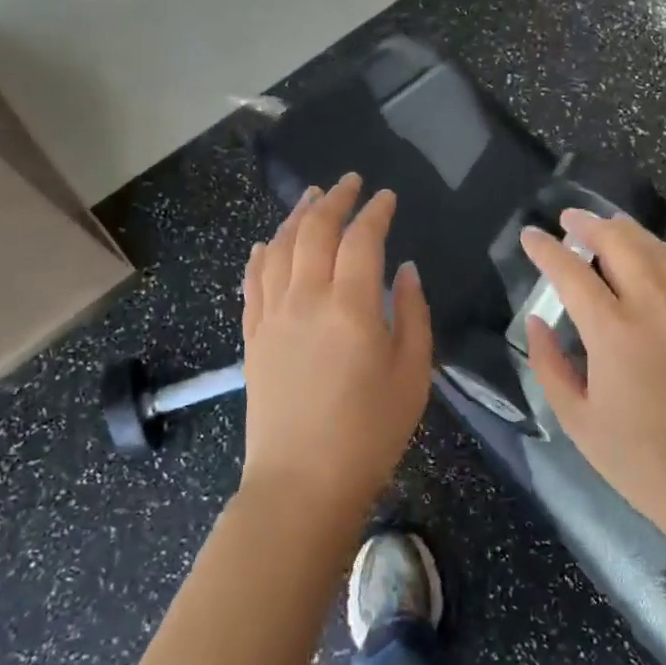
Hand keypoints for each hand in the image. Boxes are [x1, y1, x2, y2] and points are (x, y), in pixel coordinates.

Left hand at [239, 173, 433, 526]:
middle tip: (349, 182)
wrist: (301, 482)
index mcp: (350, 306)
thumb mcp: (412, 373)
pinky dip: (262, 254)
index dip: (375, 212)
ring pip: (280, 248)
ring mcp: (272, 315)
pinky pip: (253, 281)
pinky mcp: (253, 335)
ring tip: (311, 197)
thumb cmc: (369, 432)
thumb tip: (404, 270)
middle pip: (315, 231)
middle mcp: (305, 298)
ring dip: (297, 216)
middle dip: (334, 200)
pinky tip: (269, 243)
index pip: (361, 239)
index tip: (387, 197)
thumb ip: (411, 313)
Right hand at [519, 211, 665, 553]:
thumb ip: (549, 364)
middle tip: (569, 218)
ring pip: (659, 250)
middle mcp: (655, 306)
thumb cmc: (640, 461)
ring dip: (630, 232)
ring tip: (609, 226)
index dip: (545, 249)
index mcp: (613, 331)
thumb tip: (536, 321)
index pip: (570, 272)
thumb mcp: (577, 420)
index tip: (529, 235)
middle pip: (619, 242)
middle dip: (589, 223)